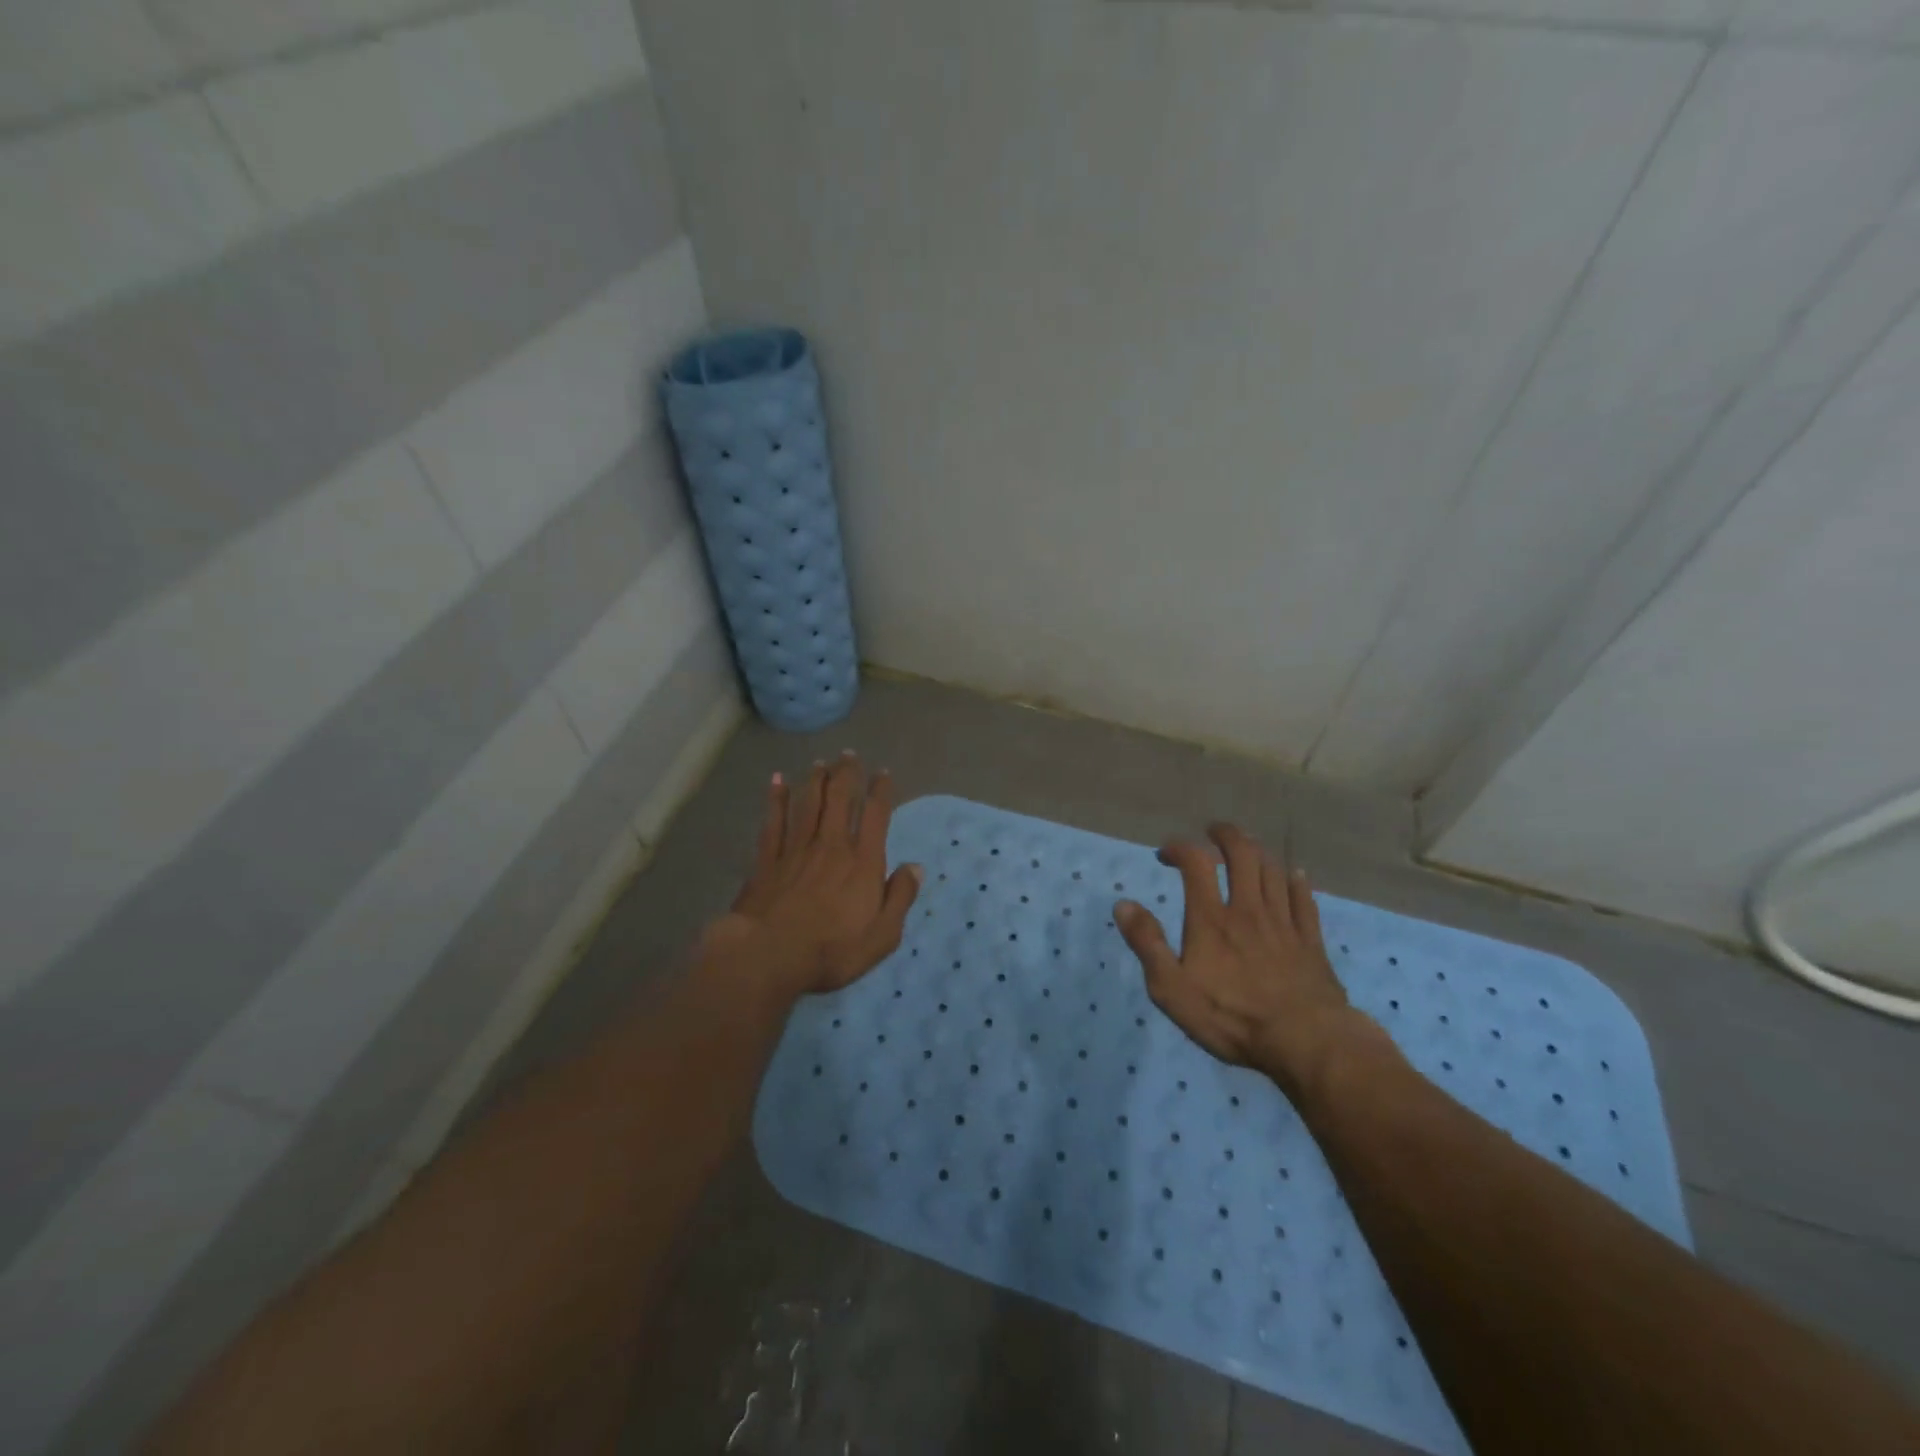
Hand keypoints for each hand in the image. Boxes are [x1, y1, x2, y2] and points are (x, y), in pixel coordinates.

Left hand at [699, 752, 921, 999]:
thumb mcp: (883, 935)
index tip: (882, 773)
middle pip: (839, 798)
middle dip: (846, 774)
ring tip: (820, 762)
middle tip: (848, 755)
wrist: (769, 956)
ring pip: (807, 803)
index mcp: (862, 861)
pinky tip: (776, 782)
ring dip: (815, 779)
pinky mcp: (767, 860)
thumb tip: (915, 866)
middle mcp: (830, 845)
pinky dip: (776, 799)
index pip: (875, 815)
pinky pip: (773, 821)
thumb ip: (900, 897)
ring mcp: (796, 849)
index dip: (880, 790)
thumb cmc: (832, 950)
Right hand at [1114, 824, 1360, 1098]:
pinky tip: (1294, 875)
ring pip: (1273, 870)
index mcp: (1211, 918)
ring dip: (1258, 852)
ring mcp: (1283, 923)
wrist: (1304, 1041)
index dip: (1180, 848)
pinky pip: (1304, 899)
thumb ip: (1147, 943)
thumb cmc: (1231, 1017)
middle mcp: (1248, 909)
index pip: (1196, 862)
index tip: (1166, 853)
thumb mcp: (1172, 988)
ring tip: (1247, 849)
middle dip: (1226, 835)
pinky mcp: (1310, 941)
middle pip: (1243, 854)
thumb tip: (1123, 904)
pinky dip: (1296, 881)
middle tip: (1213, 832)